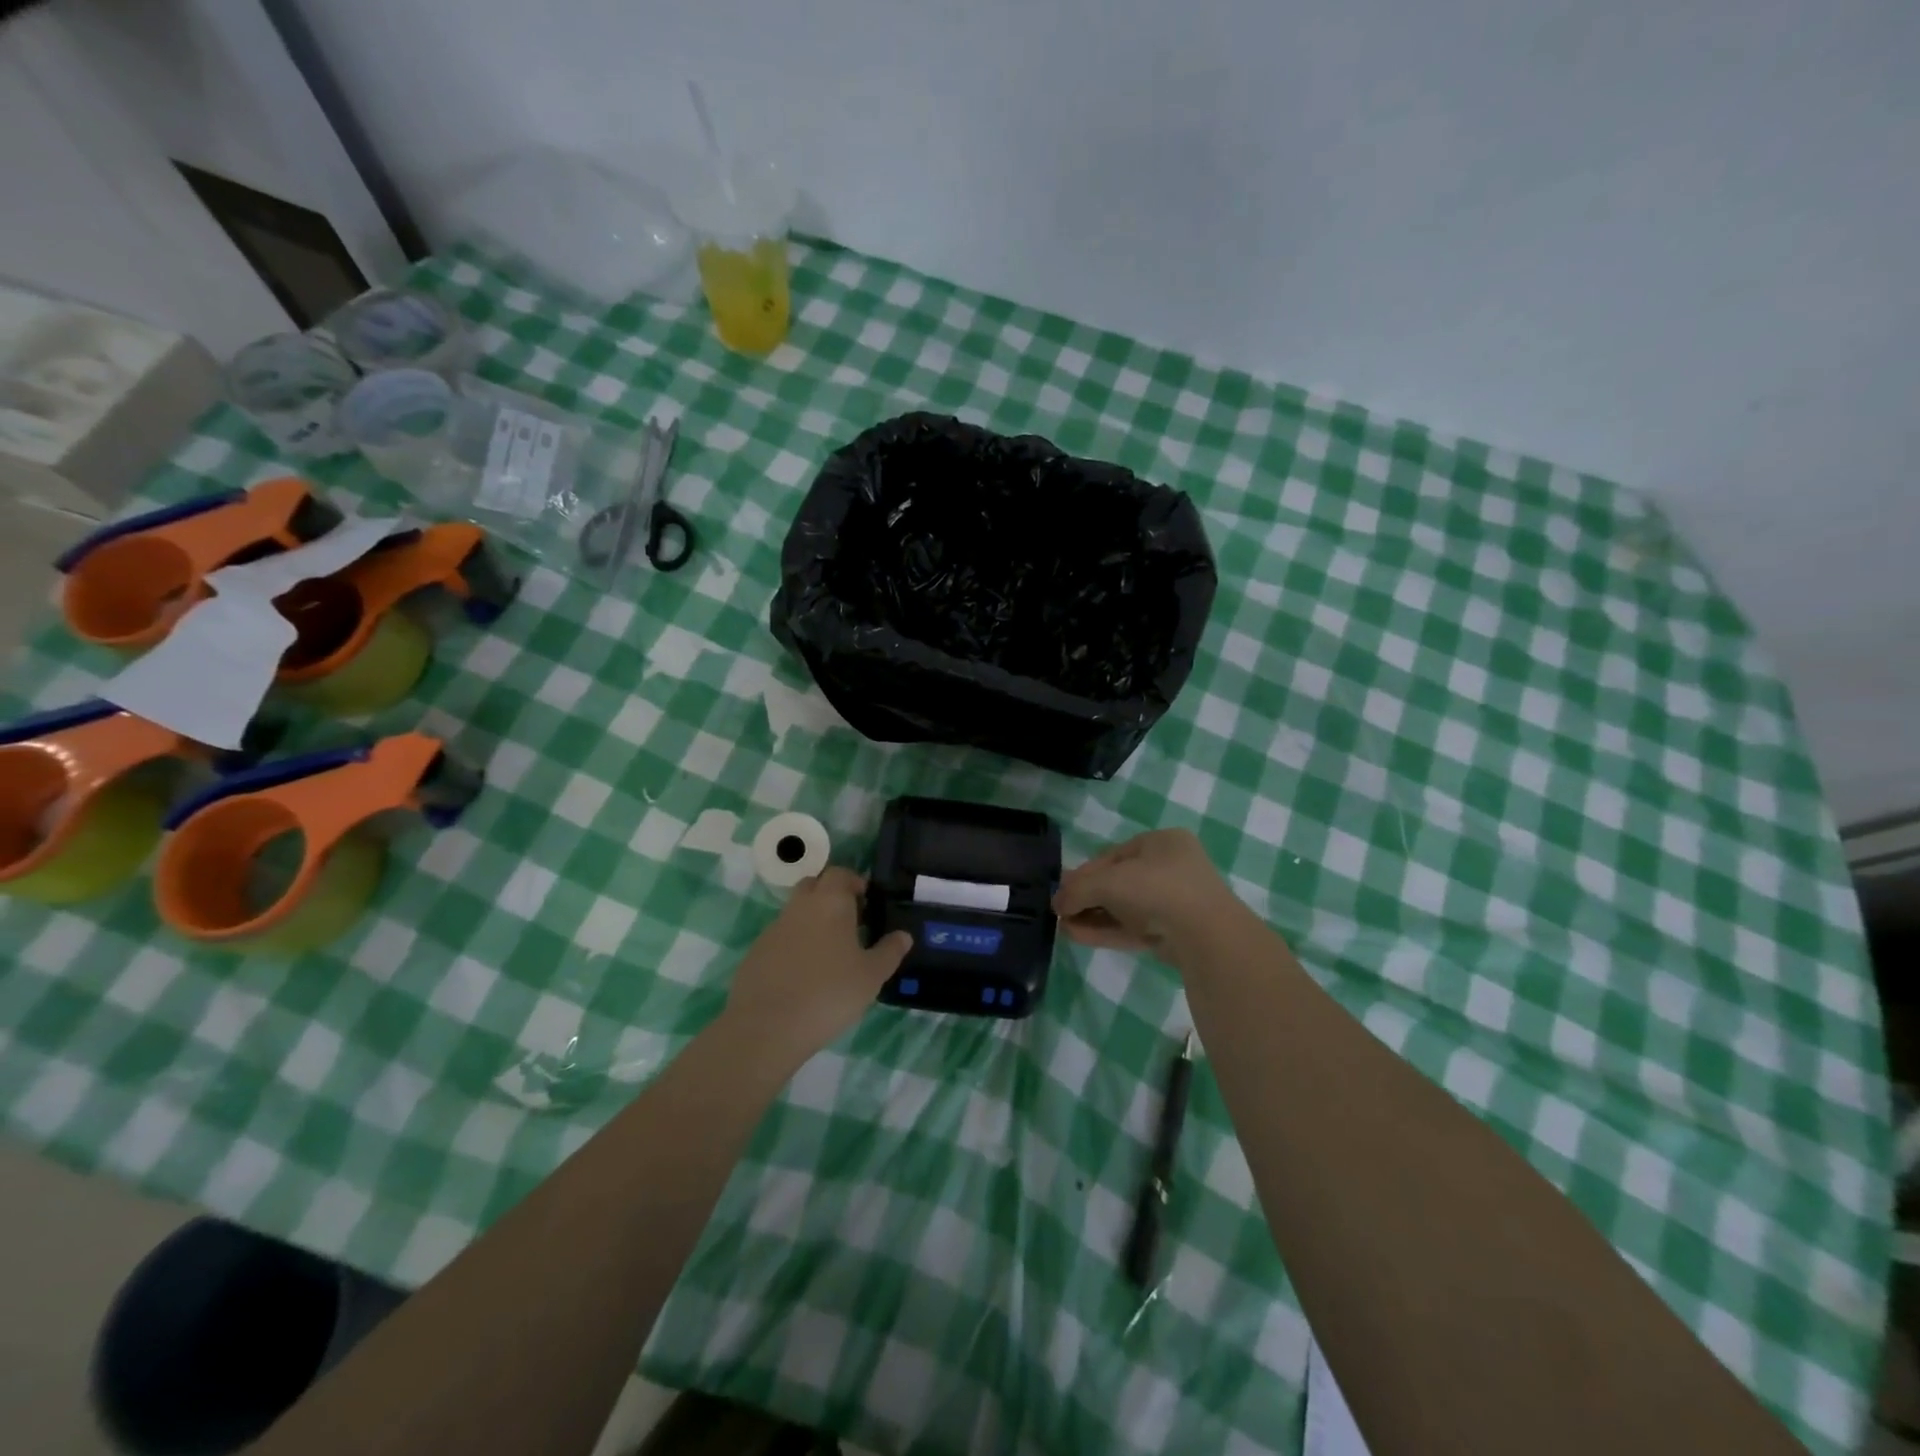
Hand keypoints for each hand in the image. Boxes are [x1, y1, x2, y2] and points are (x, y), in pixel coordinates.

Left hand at [721, 867, 912, 1064]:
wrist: (766, 1027)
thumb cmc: (829, 993)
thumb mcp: (871, 976)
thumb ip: (890, 952)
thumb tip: (904, 935)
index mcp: (830, 902)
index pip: (840, 873)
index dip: (854, 882)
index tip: (867, 902)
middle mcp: (799, 907)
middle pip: (814, 886)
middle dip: (832, 896)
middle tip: (851, 922)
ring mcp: (773, 929)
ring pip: (796, 912)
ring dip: (813, 921)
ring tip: (830, 953)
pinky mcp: (756, 952)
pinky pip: (781, 938)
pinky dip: (794, 945)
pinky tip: (804, 974)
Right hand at [1053, 829, 1244, 958]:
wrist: (1205, 934)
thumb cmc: (1156, 888)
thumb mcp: (1108, 881)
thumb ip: (1077, 890)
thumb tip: (1056, 904)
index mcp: (1162, 842)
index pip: (1113, 855)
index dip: (1084, 872)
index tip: (1062, 888)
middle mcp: (1171, 868)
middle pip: (1118, 882)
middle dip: (1087, 897)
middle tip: (1061, 910)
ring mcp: (1174, 903)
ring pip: (1124, 908)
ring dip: (1093, 916)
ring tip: (1063, 927)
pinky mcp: (1173, 933)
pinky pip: (1133, 928)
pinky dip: (1106, 931)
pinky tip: (1077, 936)